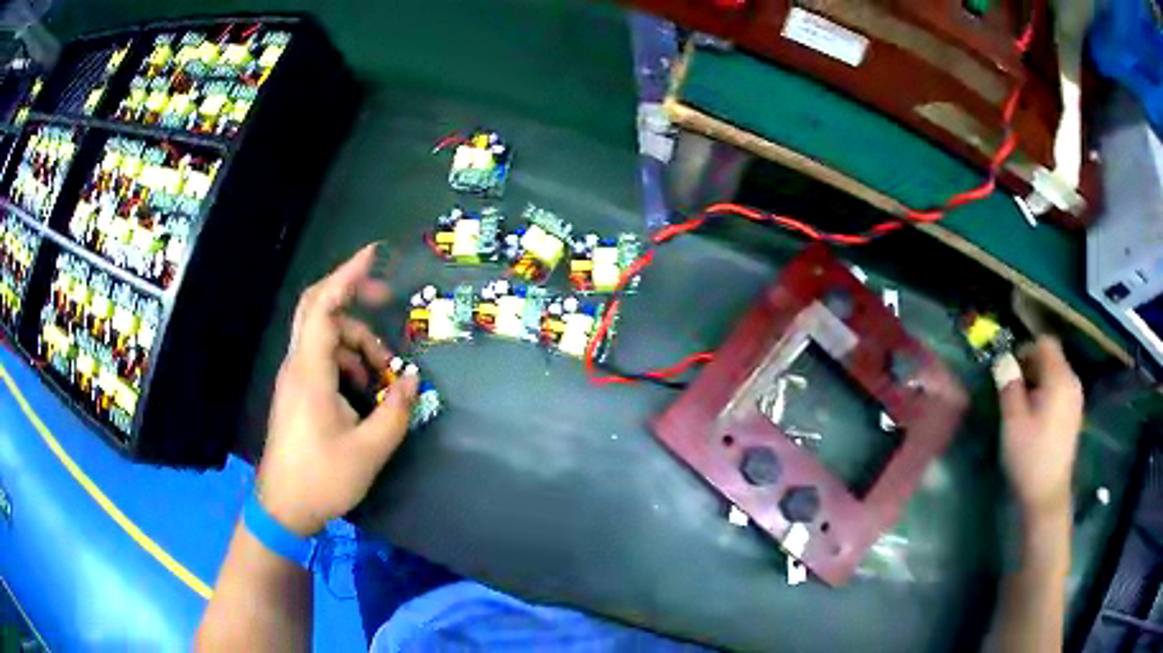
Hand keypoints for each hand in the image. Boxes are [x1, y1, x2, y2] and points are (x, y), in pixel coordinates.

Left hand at [258, 244, 417, 535]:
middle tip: (387, 301)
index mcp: (310, 372)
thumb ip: (395, 411)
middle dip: (353, 298)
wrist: (284, 507)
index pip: (324, 306)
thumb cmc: (322, 478)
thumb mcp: (369, 450)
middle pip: (320, 311)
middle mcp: (297, 365)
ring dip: (357, 344)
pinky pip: (322, 359)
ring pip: (325, 337)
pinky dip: (347, 363)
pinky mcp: (296, 392)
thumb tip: (412, 380)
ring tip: (383, 377)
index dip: (347, 275)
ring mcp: (294, 378)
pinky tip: (365, 392)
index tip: (373, 254)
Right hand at [993, 336, 1083, 518]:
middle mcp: (1072, 382)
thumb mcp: (1013, 420)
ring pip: (1056, 375)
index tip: (1010, 372)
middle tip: (1012, 391)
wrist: (1046, 497)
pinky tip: (1036, 419)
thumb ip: (1009, 384)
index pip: (1045, 343)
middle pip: (1052, 358)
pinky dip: (1047, 395)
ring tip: (1023, 407)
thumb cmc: (1029, 456)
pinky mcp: (1074, 416)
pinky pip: (1060, 391)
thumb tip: (1004, 360)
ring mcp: (1076, 400)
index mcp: (1060, 378)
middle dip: (1031, 367)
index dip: (1026, 350)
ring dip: (1038, 382)